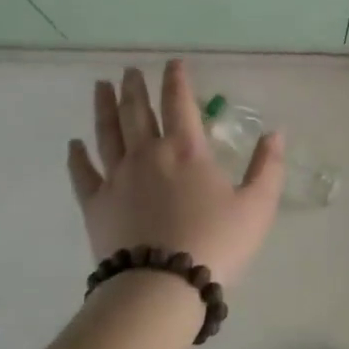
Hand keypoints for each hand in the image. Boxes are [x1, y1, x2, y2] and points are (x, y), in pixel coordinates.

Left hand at [66, 60, 284, 284]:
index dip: (177, 79)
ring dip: (104, 107)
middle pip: (137, 111)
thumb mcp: (257, 206)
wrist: (162, 286)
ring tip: (101, 86)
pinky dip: (77, 156)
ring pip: (107, 133)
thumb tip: (275, 133)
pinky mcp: (95, 204)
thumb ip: (267, 167)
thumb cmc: (216, 242)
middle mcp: (148, 153)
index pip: (179, 102)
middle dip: (135, 87)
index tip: (173, 63)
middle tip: (130, 70)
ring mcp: (117, 177)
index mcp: (186, 150)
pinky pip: (83, 173)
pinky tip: (74, 144)